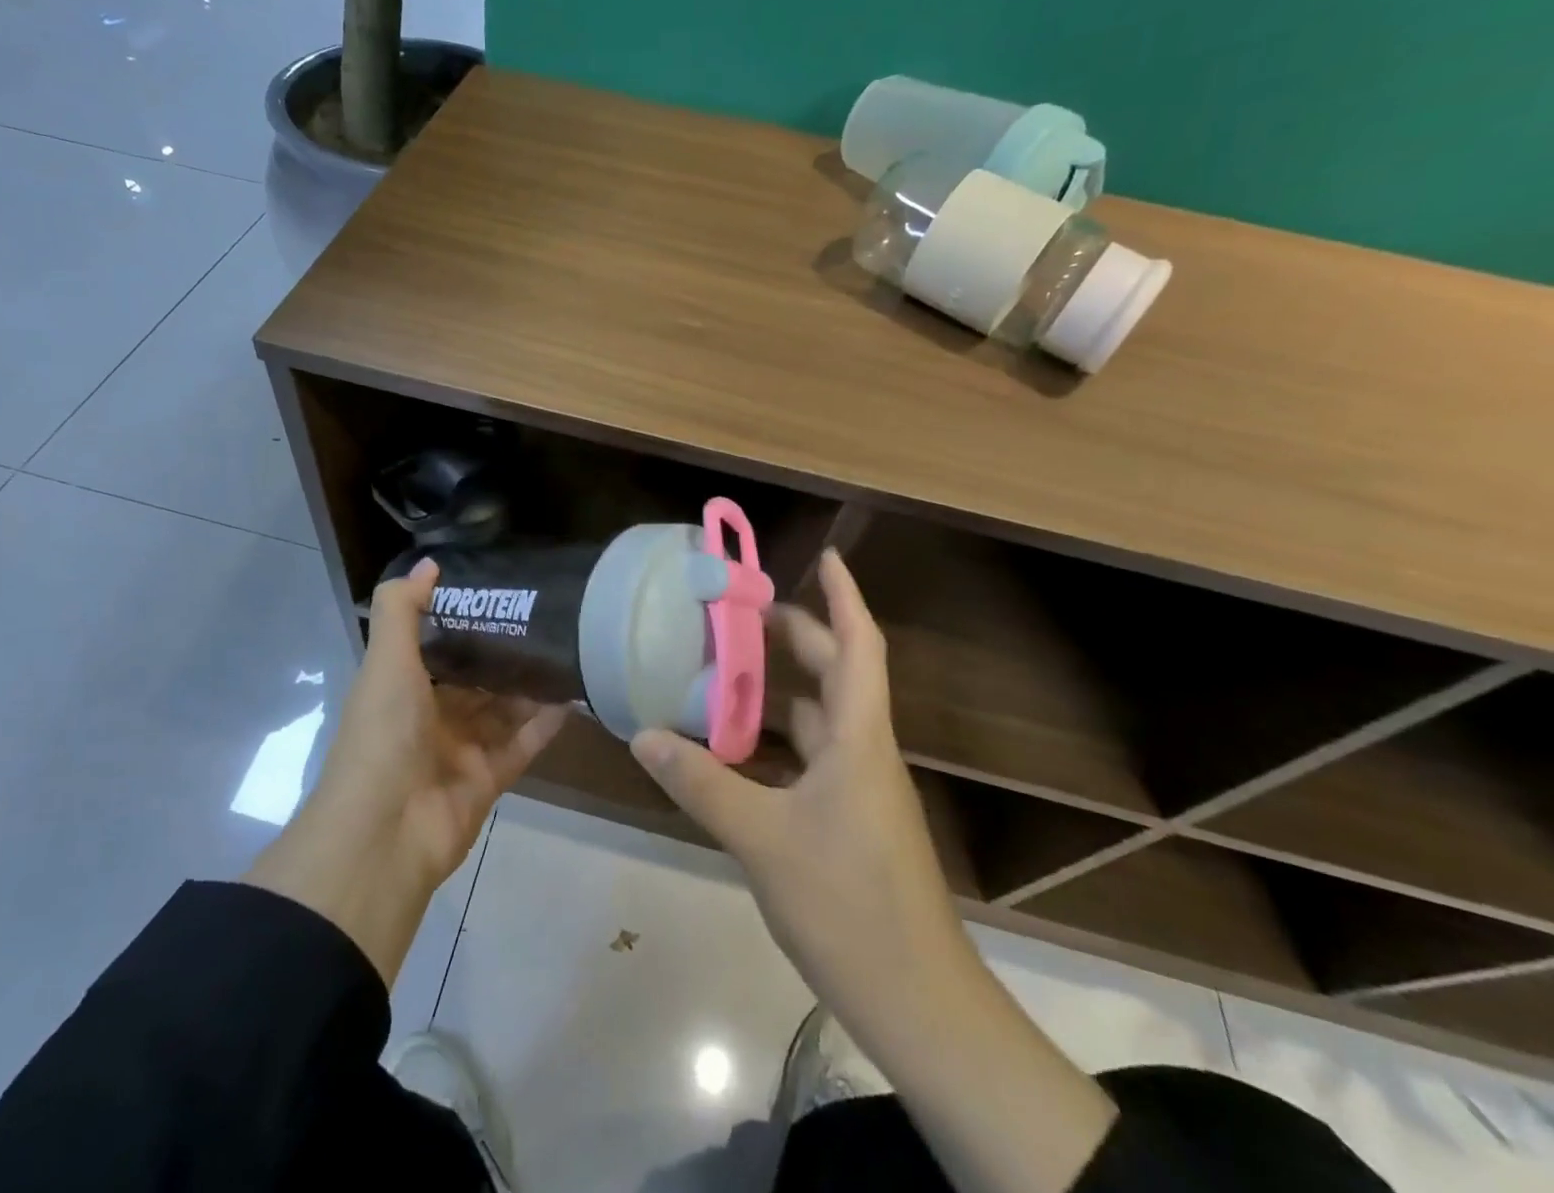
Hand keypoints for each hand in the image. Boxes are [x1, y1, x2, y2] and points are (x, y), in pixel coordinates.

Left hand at [244, 559, 566, 981]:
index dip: (464, 622)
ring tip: (568, 650)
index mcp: (400, 689)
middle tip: (547, 619)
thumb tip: (430, 563)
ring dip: (530, 686)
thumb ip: (402, 610)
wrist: (385, 833)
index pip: (436, 648)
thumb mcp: (386, 662)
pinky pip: (523, 745)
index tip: (501, 594)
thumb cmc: (382, 735)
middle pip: (474, 680)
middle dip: (505, 653)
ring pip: (502, 711)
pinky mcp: (489, 780)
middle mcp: (429, 718)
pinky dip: (545, 724)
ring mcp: (461, 752)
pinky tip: (574, 696)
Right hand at [632, 549, 1114, 1192]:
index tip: (824, 556)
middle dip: (797, 635)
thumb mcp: (763, 839)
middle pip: (836, 674)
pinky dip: (778, 741)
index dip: (843, 596)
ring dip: (782, 690)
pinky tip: (736, 748)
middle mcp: (864, 752)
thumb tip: (642, 734)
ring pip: (821, 719)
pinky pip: (812, 759)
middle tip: (743, 612)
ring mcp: (860, 790)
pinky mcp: (851, 822)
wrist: (918, 1003)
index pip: (858, 645)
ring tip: (727, 669)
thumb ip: (701, 782)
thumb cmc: (849, 904)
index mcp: (858, 739)